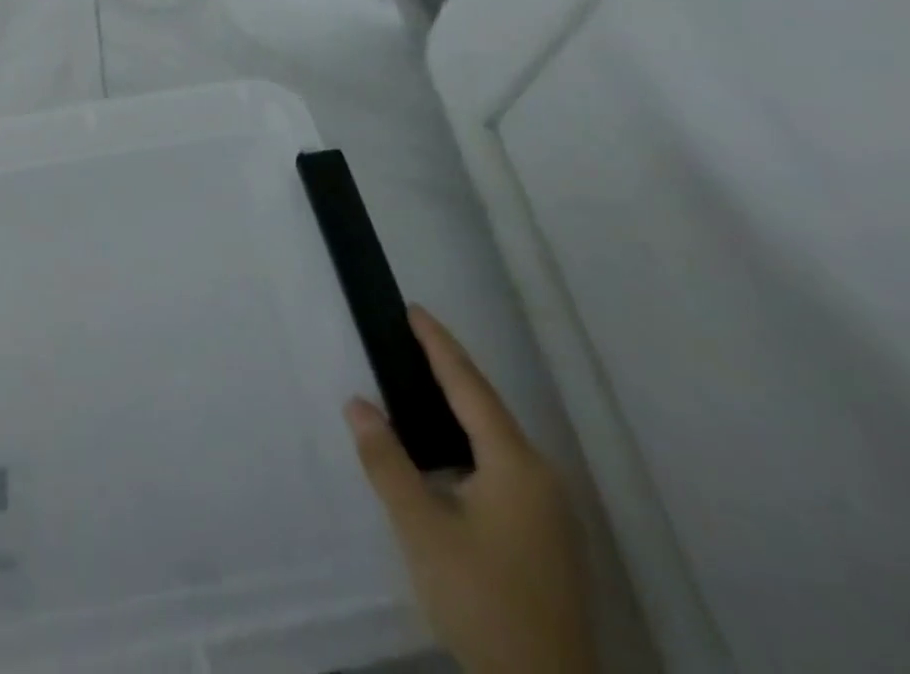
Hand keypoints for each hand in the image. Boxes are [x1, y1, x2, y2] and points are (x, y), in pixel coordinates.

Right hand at [346, 308, 596, 673]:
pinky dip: (469, 441)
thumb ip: (387, 462)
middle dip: (448, 370)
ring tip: (418, 384)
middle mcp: (541, 477)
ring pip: (496, 439)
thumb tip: (358, 404)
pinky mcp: (547, 536)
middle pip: (487, 408)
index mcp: (515, 465)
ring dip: (458, 407)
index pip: (469, 386)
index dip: (439, 345)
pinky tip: (446, 451)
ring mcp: (551, 510)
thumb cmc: (482, 600)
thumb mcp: (422, 530)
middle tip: (407, 339)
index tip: (413, 309)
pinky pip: (503, 465)